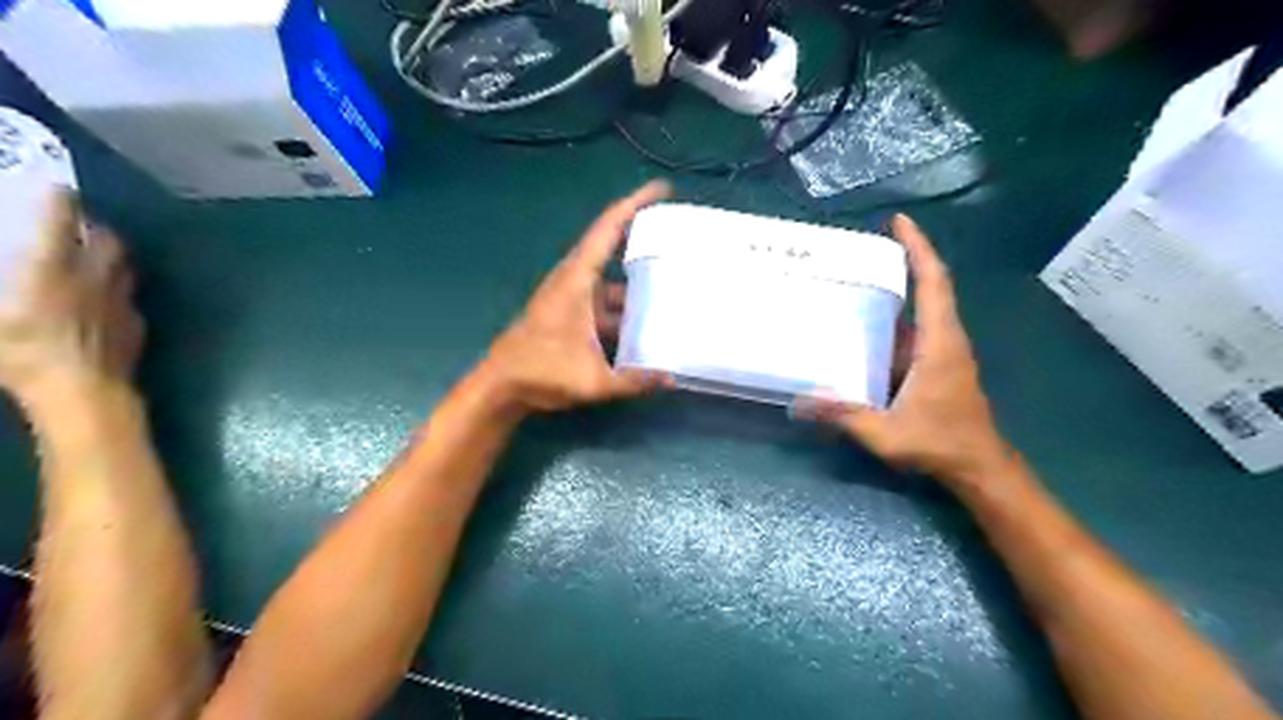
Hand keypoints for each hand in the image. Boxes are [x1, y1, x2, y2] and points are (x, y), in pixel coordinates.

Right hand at [0, 191, 140, 403]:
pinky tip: (104, 298)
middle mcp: (96, 276)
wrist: (87, 390)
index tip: (57, 187)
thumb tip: (8, 283)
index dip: (59, 200)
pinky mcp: (136, 324)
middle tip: (73, 225)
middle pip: (107, 240)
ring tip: (91, 255)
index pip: (61, 220)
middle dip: (91, 226)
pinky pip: (129, 296)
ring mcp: (123, 300)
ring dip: (109, 255)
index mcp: (53, 267)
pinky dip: (117, 289)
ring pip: (125, 266)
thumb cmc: (22, 353)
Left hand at [479, 180, 673, 413]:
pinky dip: (626, 306)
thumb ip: (634, 380)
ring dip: (637, 281)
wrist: (501, 386)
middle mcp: (575, 281)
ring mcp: (572, 298)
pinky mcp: (572, 315)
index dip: (634, 205)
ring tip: (674, 282)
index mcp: (577, 280)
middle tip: (680, 236)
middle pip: (612, 248)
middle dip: (643, 238)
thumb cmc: (541, 373)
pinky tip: (648, 322)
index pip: (608, 230)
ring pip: (611, 281)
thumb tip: (672, 379)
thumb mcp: (592, 380)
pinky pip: (606, 302)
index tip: (661, 189)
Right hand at [799, 215, 1018, 487]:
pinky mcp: (939, 365)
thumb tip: (799, 401)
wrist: (979, 467)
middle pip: (930, 288)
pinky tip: (866, 328)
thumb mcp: (887, 434)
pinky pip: (916, 331)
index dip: (918, 249)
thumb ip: (844, 416)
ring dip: (898, 291)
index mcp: (939, 343)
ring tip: (859, 281)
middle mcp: (945, 339)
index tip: (900, 222)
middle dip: (904, 261)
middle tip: (865, 249)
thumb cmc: (940, 444)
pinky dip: (895, 320)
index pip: (933, 283)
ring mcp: (944, 352)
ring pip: (922, 310)